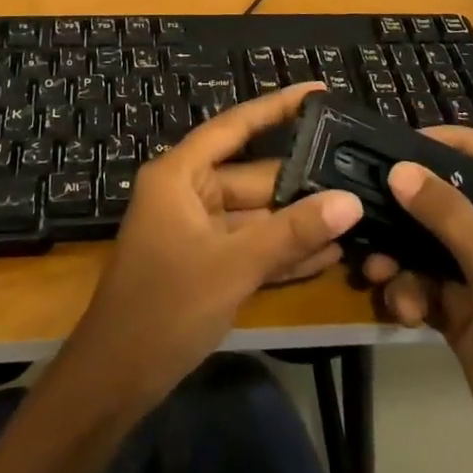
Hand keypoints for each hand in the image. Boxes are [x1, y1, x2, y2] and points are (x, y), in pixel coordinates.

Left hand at [61, 84, 364, 413]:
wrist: (116, 380)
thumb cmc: (165, 307)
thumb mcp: (233, 266)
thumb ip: (292, 233)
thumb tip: (350, 202)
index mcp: (180, 174)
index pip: (235, 126)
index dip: (277, 107)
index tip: (318, 92)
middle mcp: (188, 193)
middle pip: (254, 176)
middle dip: (302, 181)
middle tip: (357, 173)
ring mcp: (197, 230)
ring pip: (257, 215)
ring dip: (299, 221)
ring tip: (356, 214)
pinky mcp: (206, 264)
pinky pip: (251, 246)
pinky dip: (283, 251)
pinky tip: (330, 255)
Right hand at [362, 127, 472, 472]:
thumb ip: (449, 216)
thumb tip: (399, 168)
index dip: (463, 141)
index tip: (413, 139)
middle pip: (459, 199)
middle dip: (416, 203)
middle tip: (374, 193)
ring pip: (434, 244)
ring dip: (403, 254)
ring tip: (378, 269)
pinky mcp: (465, 314)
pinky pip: (426, 284)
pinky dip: (410, 292)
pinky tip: (402, 312)